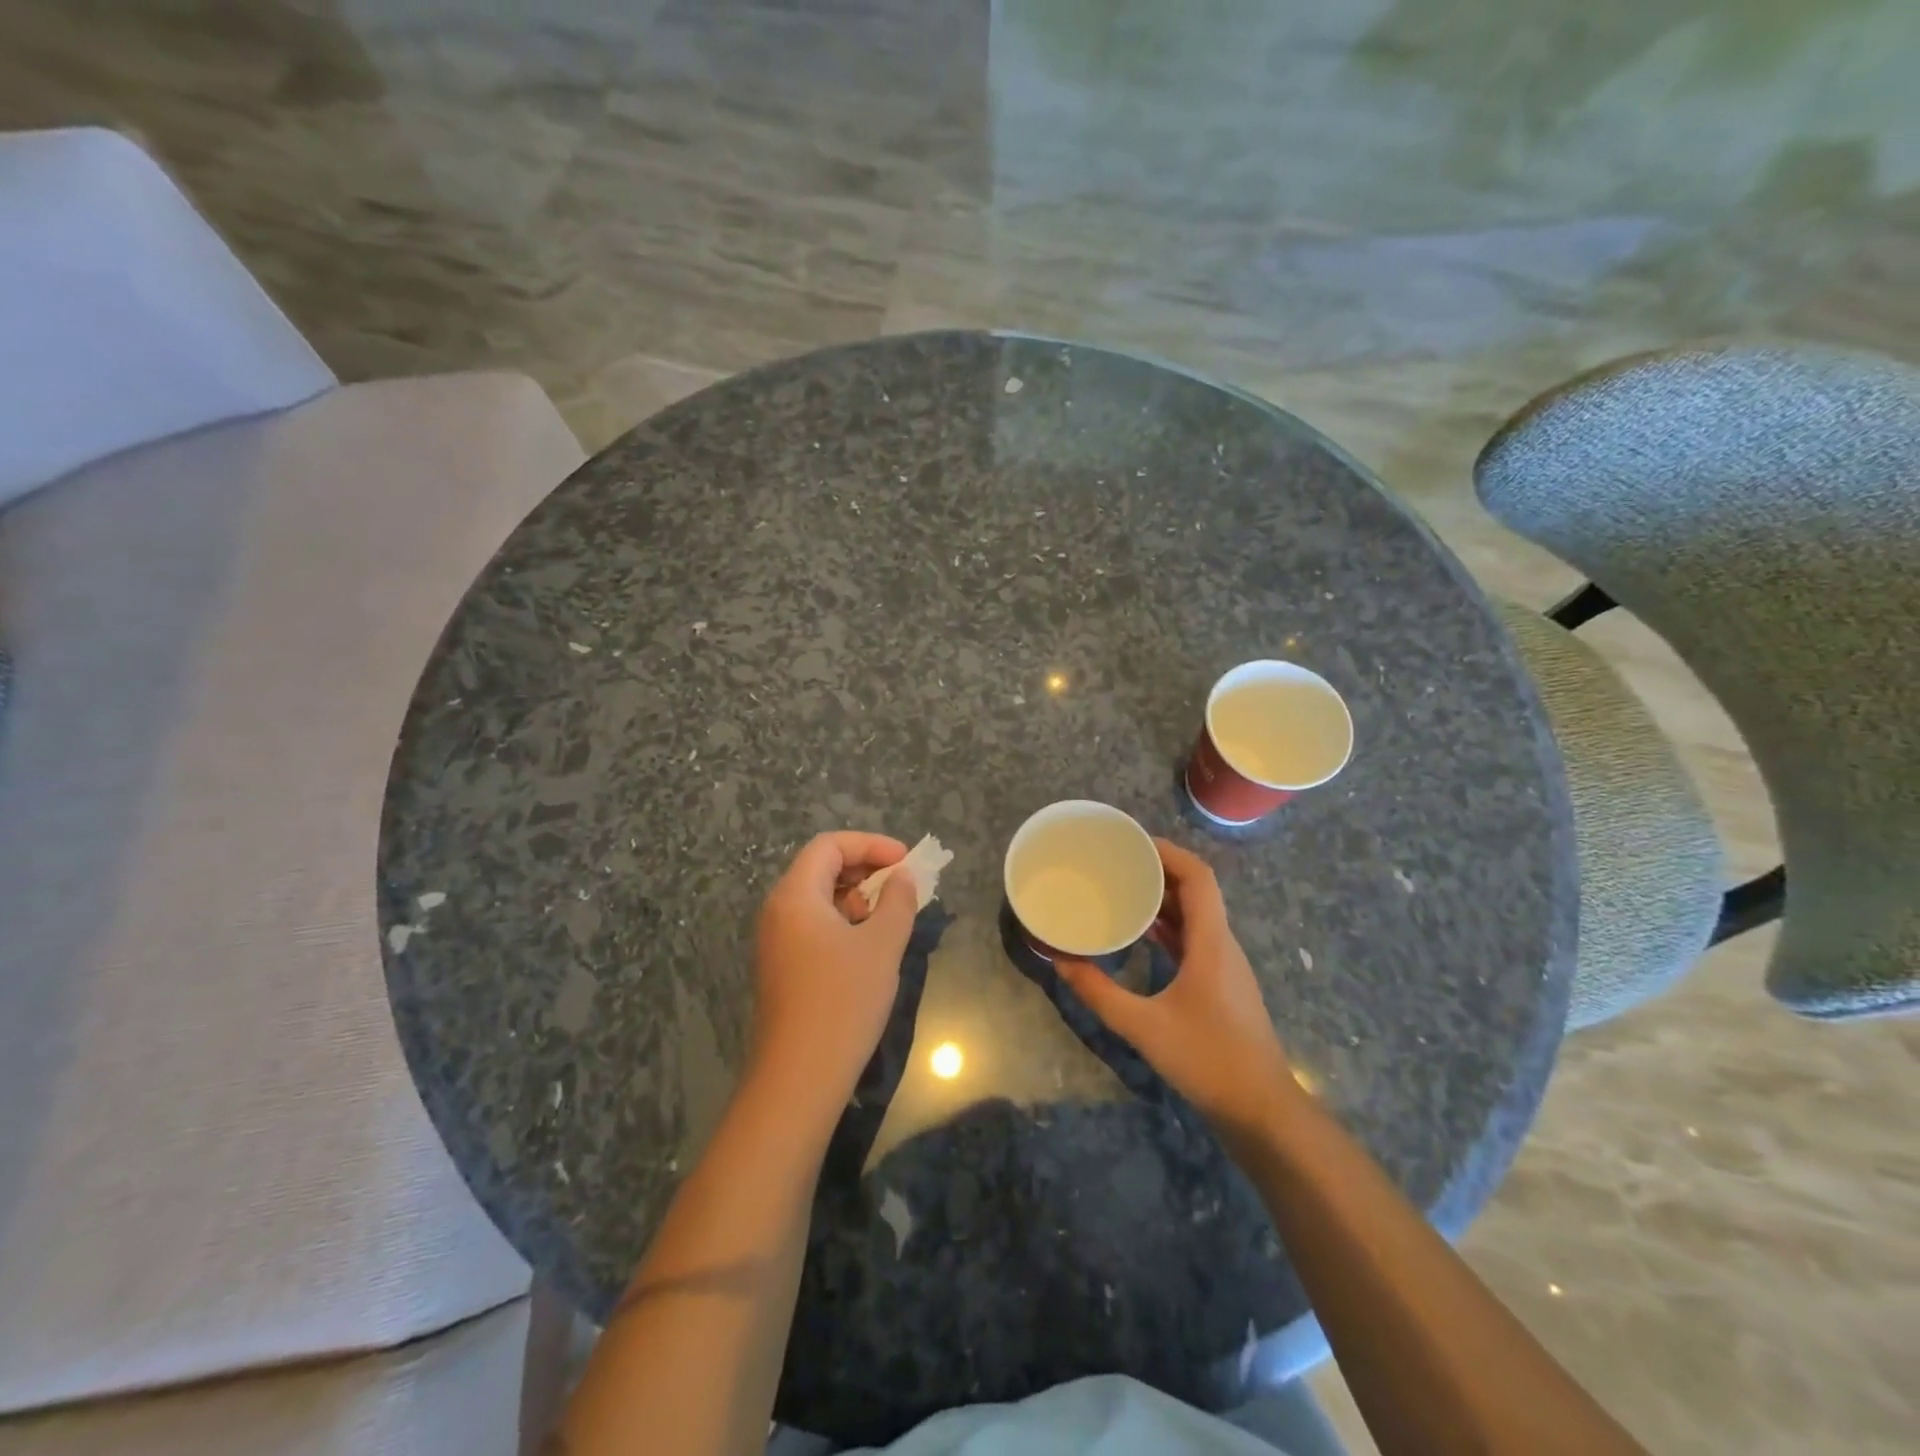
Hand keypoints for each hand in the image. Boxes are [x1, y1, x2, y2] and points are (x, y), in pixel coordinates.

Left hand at [750, 831, 919, 1105]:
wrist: (799, 1076)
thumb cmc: (843, 1001)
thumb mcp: (882, 945)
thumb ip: (897, 901)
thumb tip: (902, 877)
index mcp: (795, 895)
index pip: (829, 845)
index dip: (871, 845)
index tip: (906, 861)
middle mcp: (778, 911)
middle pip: (821, 868)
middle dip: (866, 869)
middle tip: (903, 886)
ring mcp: (776, 941)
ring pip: (819, 899)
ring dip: (857, 897)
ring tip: (891, 917)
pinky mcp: (781, 967)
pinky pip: (813, 925)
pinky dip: (844, 922)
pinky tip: (869, 945)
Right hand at [1057, 839, 1293, 1140]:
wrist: (1263, 1111)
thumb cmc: (1209, 1060)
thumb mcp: (1144, 1027)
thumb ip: (1099, 993)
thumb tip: (1060, 961)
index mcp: (1211, 942)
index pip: (1198, 877)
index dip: (1168, 852)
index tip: (1132, 842)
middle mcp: (1221, 944)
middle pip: (1196, 890)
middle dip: (1159, 870)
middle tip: (1117, 862)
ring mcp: (1224, 965)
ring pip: (1195, 915)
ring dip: (1163, 898)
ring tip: (1123, 889)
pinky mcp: (1221, 985)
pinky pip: (1194, 939)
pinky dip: (1168, 927)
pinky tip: (1140, 933)